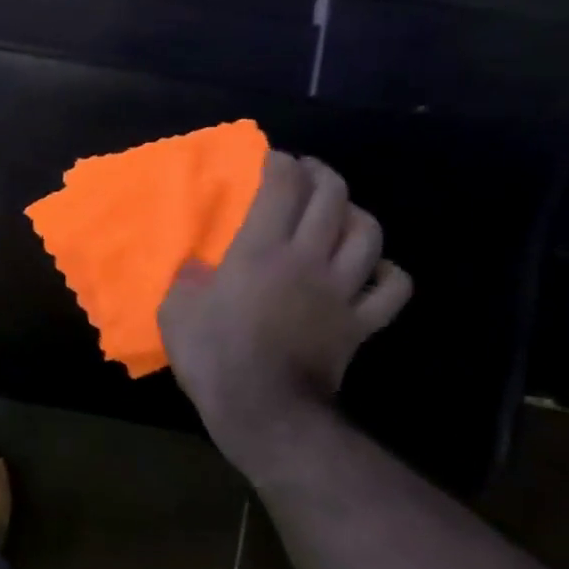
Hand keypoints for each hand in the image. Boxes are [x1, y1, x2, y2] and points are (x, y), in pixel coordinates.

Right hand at [159, 152, 410, 455]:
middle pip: (332, 199)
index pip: (281, 188)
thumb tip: (200, 268)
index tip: (271, 158)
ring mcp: (341, 290)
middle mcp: (308, 259)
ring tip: (340, 212)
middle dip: (321, 174)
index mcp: (259, 251)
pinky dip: (388, 272)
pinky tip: (372, 269)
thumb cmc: (212, 355)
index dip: (279, 164)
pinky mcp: (361, 322)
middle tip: (306, 171)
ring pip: (368, 234)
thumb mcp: (176, 310)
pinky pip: (392, 288)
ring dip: (355, 213)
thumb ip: (188, 279)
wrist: (263, 410)